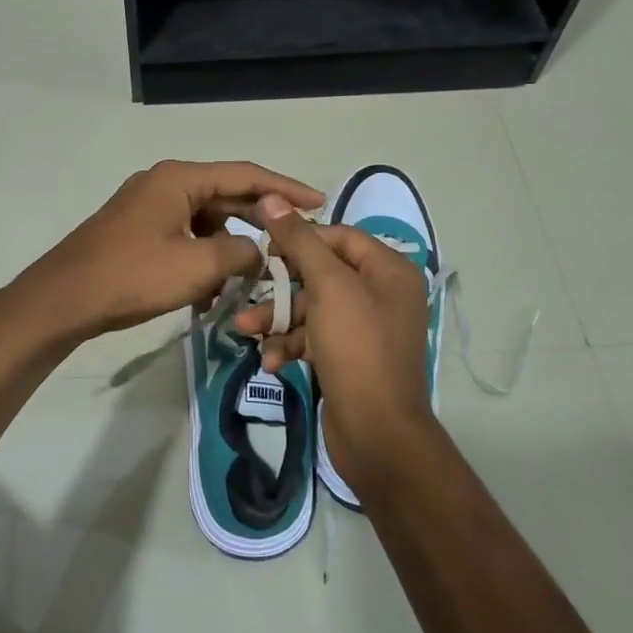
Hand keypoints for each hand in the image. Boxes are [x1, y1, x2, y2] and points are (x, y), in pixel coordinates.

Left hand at [11, 161, 323, 345]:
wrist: (63, 299)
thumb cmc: (131, 276)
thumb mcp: (196, 266)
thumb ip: (239, 253)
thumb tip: (257, 252)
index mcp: (180, 179)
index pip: (246, 175)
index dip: (285, 188)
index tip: (318, 202)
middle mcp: (165, 183)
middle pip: (226, 195)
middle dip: (258, 222)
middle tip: (292, 241)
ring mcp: (148, 206)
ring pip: (205, 221)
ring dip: (228, 247)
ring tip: (249, 278)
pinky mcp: (138, 230)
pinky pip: (184, 236)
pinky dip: (202, 258)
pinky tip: (208, 293)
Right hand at [234, 193, 437, 479]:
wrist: (378, 435)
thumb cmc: (357, 349)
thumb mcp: (328, 288)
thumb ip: (300, 242)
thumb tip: (273, 197)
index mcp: (388, 270)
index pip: (338, 236)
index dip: (299, 239)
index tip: (262, 247)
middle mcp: (381, 294)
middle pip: (321, 274)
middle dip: (281, 287)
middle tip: (246, 291)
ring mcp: (366, 328)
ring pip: (312, 309)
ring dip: (278, 319)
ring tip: (243, 331)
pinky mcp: (349, 358)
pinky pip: (315, 338)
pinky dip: (291, 345)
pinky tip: (270, 362)